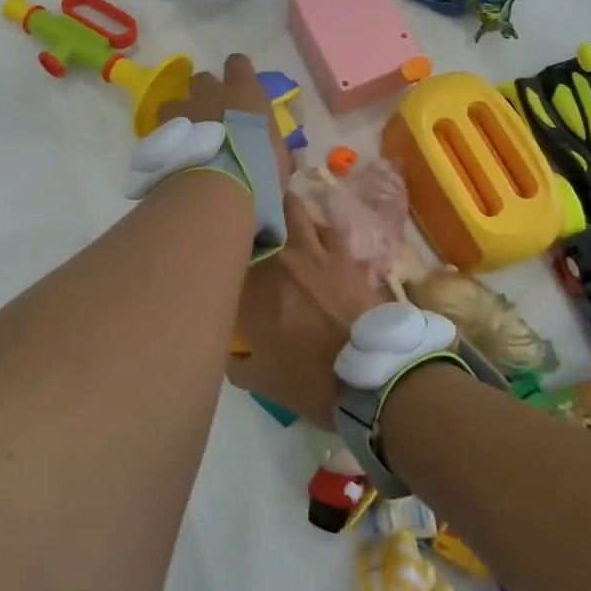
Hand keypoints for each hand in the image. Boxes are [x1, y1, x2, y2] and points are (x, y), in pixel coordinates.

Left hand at [157, 53, 291, 192]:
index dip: (237, 71)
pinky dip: (167, 137)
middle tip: (209, 113)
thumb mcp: (277, 160)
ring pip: (175, 101)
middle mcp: (213, 94)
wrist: (220, 185)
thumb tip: (280, 158)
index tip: (238, 84)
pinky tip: (173, 153)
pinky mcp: (165, 131)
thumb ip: (274, 150)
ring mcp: (186, 110)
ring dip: (180, 114)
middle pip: (202, 79)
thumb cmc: (260, 168)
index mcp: (246, 93)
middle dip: (204, 93)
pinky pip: (162, 127)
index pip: (238, 64)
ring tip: (185, 135)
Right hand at [226, 194, 383, 426]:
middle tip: (245, 222)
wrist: (372, 375)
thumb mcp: (260, 381)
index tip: (217, 260)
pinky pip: (326, 230)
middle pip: (256, 212)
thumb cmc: (310, 380)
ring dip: (284, 211)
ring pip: (293, 208)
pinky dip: (317, 231)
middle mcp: (277, 258)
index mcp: (251, 288)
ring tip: (281, 220)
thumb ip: (236, 362)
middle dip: (249, 213)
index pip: (224, 256)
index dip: (219, 255)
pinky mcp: (342, 254)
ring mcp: (313, 250)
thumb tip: (231, 350)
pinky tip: (317, 242)